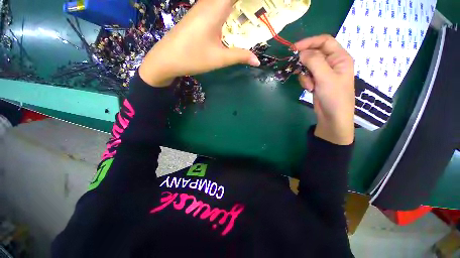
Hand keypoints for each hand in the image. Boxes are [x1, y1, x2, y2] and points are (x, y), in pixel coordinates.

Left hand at [139, 0, 259, 86]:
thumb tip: (257, 61)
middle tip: (261, 9)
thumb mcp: (219, 58)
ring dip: (238, 5)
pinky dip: (229, 7)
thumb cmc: (193, 57)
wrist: (166, 59)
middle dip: (246, 3)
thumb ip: (240, 56)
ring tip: (252, 12)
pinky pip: (217, 4)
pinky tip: (235, 17)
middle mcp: (209, 2)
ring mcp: (202, 7)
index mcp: (216, 8)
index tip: (264, 4)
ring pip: (223, 0)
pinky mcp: (198, 14)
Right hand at [294, 35, 354, 144]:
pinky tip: (310, 89)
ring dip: (305, 74)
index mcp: (340, 57)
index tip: (294, 48)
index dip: (309, 42)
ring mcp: (323, 73)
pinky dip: (305, 81)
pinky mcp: (317, 81)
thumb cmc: (334, 96)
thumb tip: (301, 52)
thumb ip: (314, 62)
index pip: (324, 41)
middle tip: (296, 68)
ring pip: (308, 65)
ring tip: (310, 85)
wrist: (332, 116)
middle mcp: (332, 62)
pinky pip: (307, 75)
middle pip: (314, 53)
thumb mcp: (325, 77)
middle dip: (305, 62)